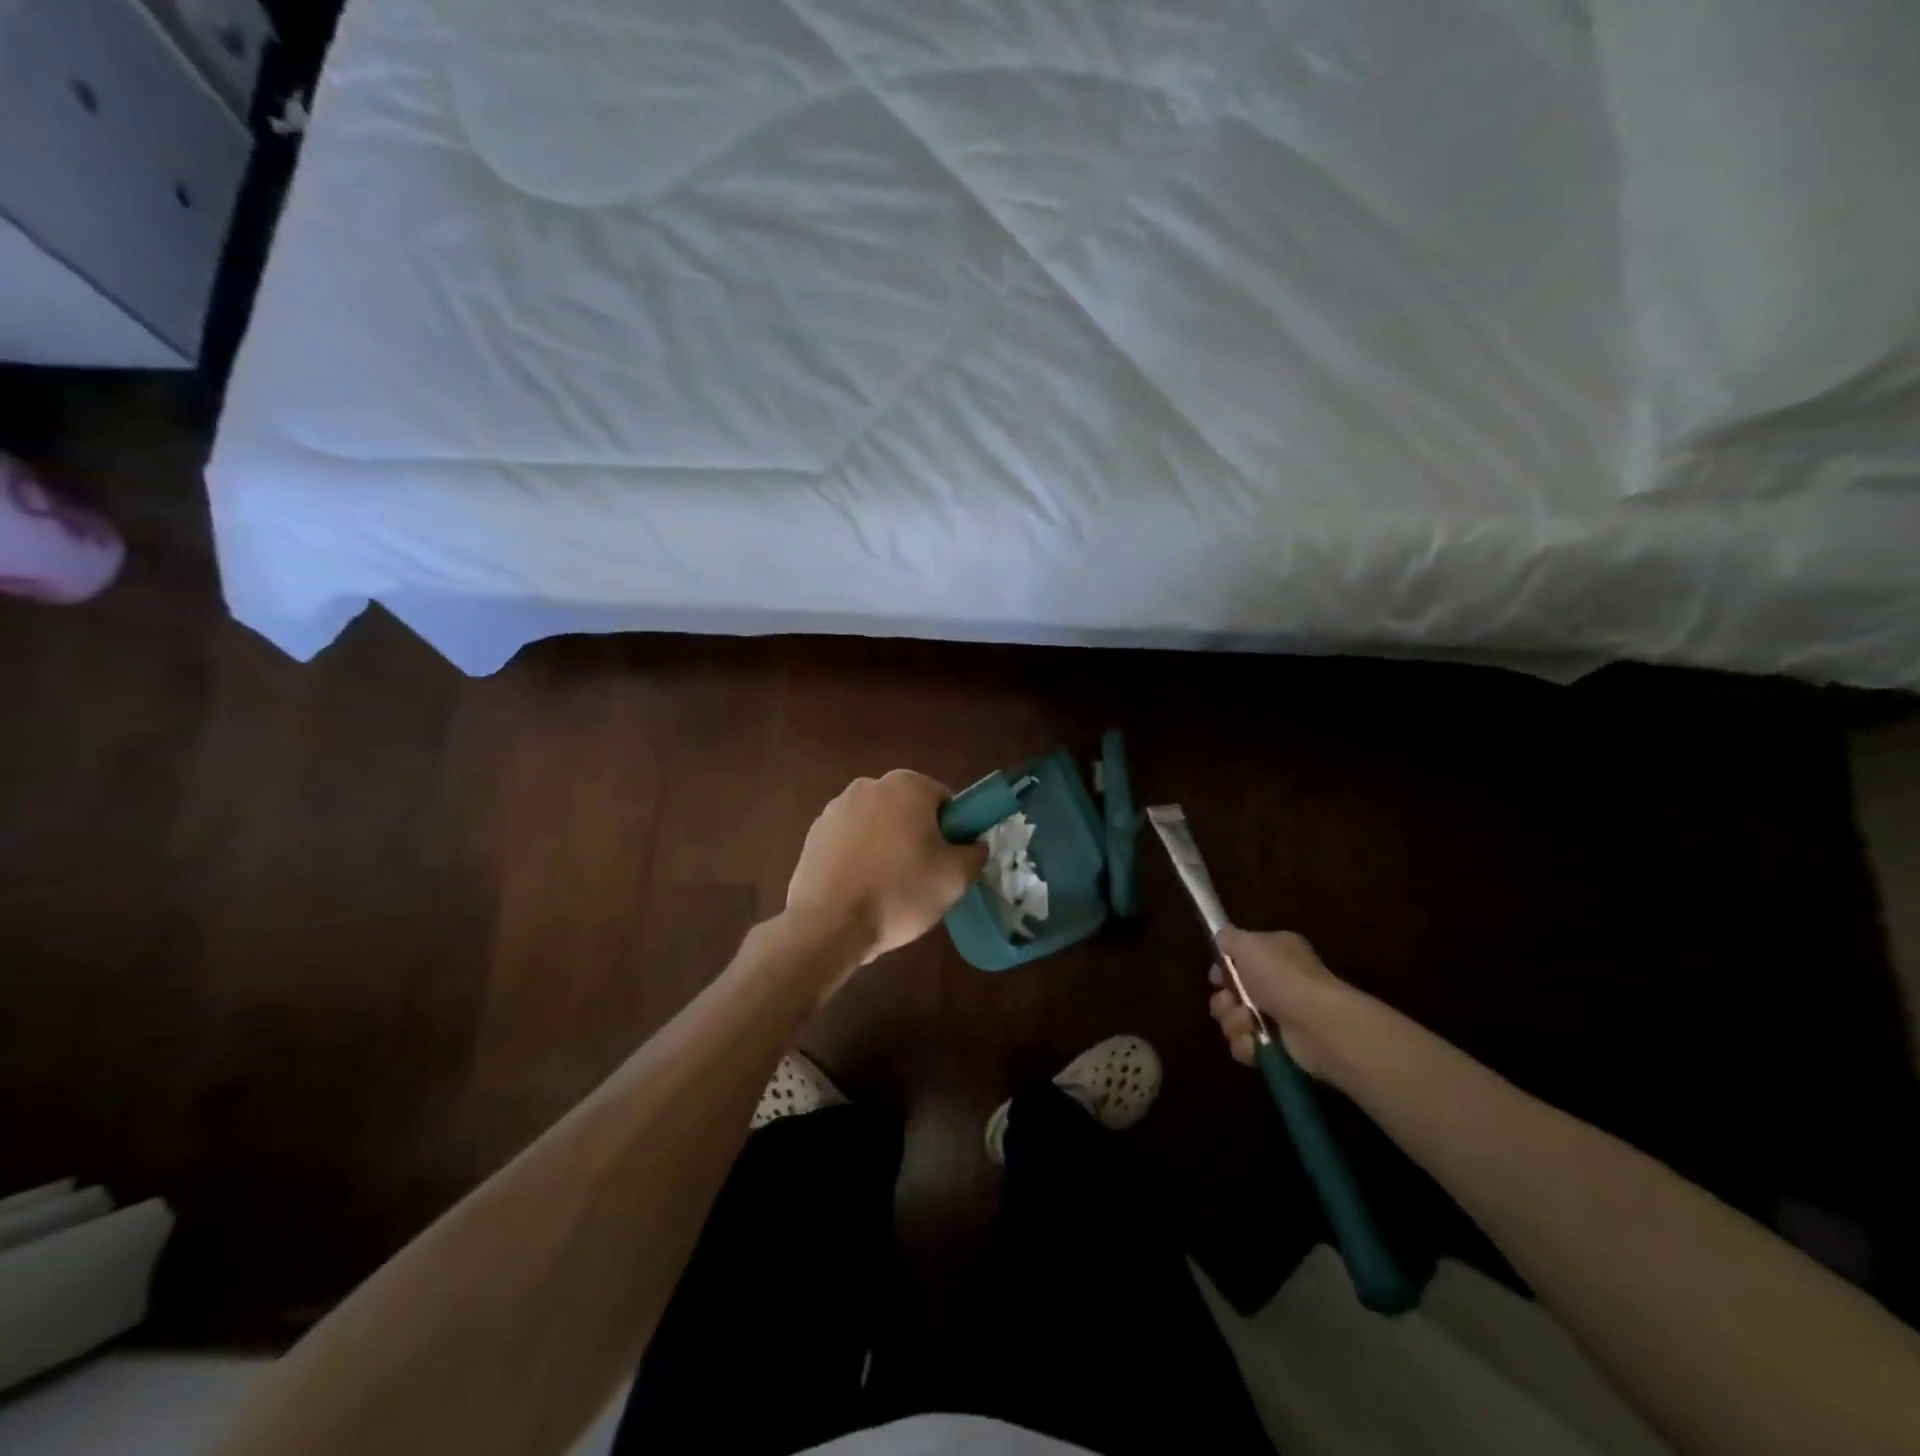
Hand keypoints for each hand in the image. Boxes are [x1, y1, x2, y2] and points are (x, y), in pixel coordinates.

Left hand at [787, 770, 987, 965]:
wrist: (829, 925)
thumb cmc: (899, 893)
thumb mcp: (955, 877)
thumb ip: (974, 853)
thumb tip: (973, 846)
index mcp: (906, 785)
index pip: (944, 801)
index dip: (952, 831)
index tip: (948, 862)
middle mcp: (868, 785)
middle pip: (908, 809)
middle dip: (917, 836)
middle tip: (923, 877)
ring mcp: (835, 808)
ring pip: (877, 825)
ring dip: (886, 846)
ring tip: (888, 888)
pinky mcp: (813, 834)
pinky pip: (849, 841)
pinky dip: (858, 858)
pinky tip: (860, 889)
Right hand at [1207, 929, 1347, 1082]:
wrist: (1316, 1023)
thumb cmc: (1281, 977)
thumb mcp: (1248, 944)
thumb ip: (1229, 938)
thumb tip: (1221, 940)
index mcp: (1275, 953)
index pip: (1239, 959)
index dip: (1223, 969)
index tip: (1217, 978)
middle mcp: (1279, 982)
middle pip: (1232, 993)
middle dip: (1223, 1000)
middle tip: (1229, 1002)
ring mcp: (1280, 1016)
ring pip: (1236, 1019)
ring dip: (1233, 1022)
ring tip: (1246, 1024)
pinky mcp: (1280, 1047)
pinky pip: (1247, 1045)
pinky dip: (1246, 1045)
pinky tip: (1253, 1042)